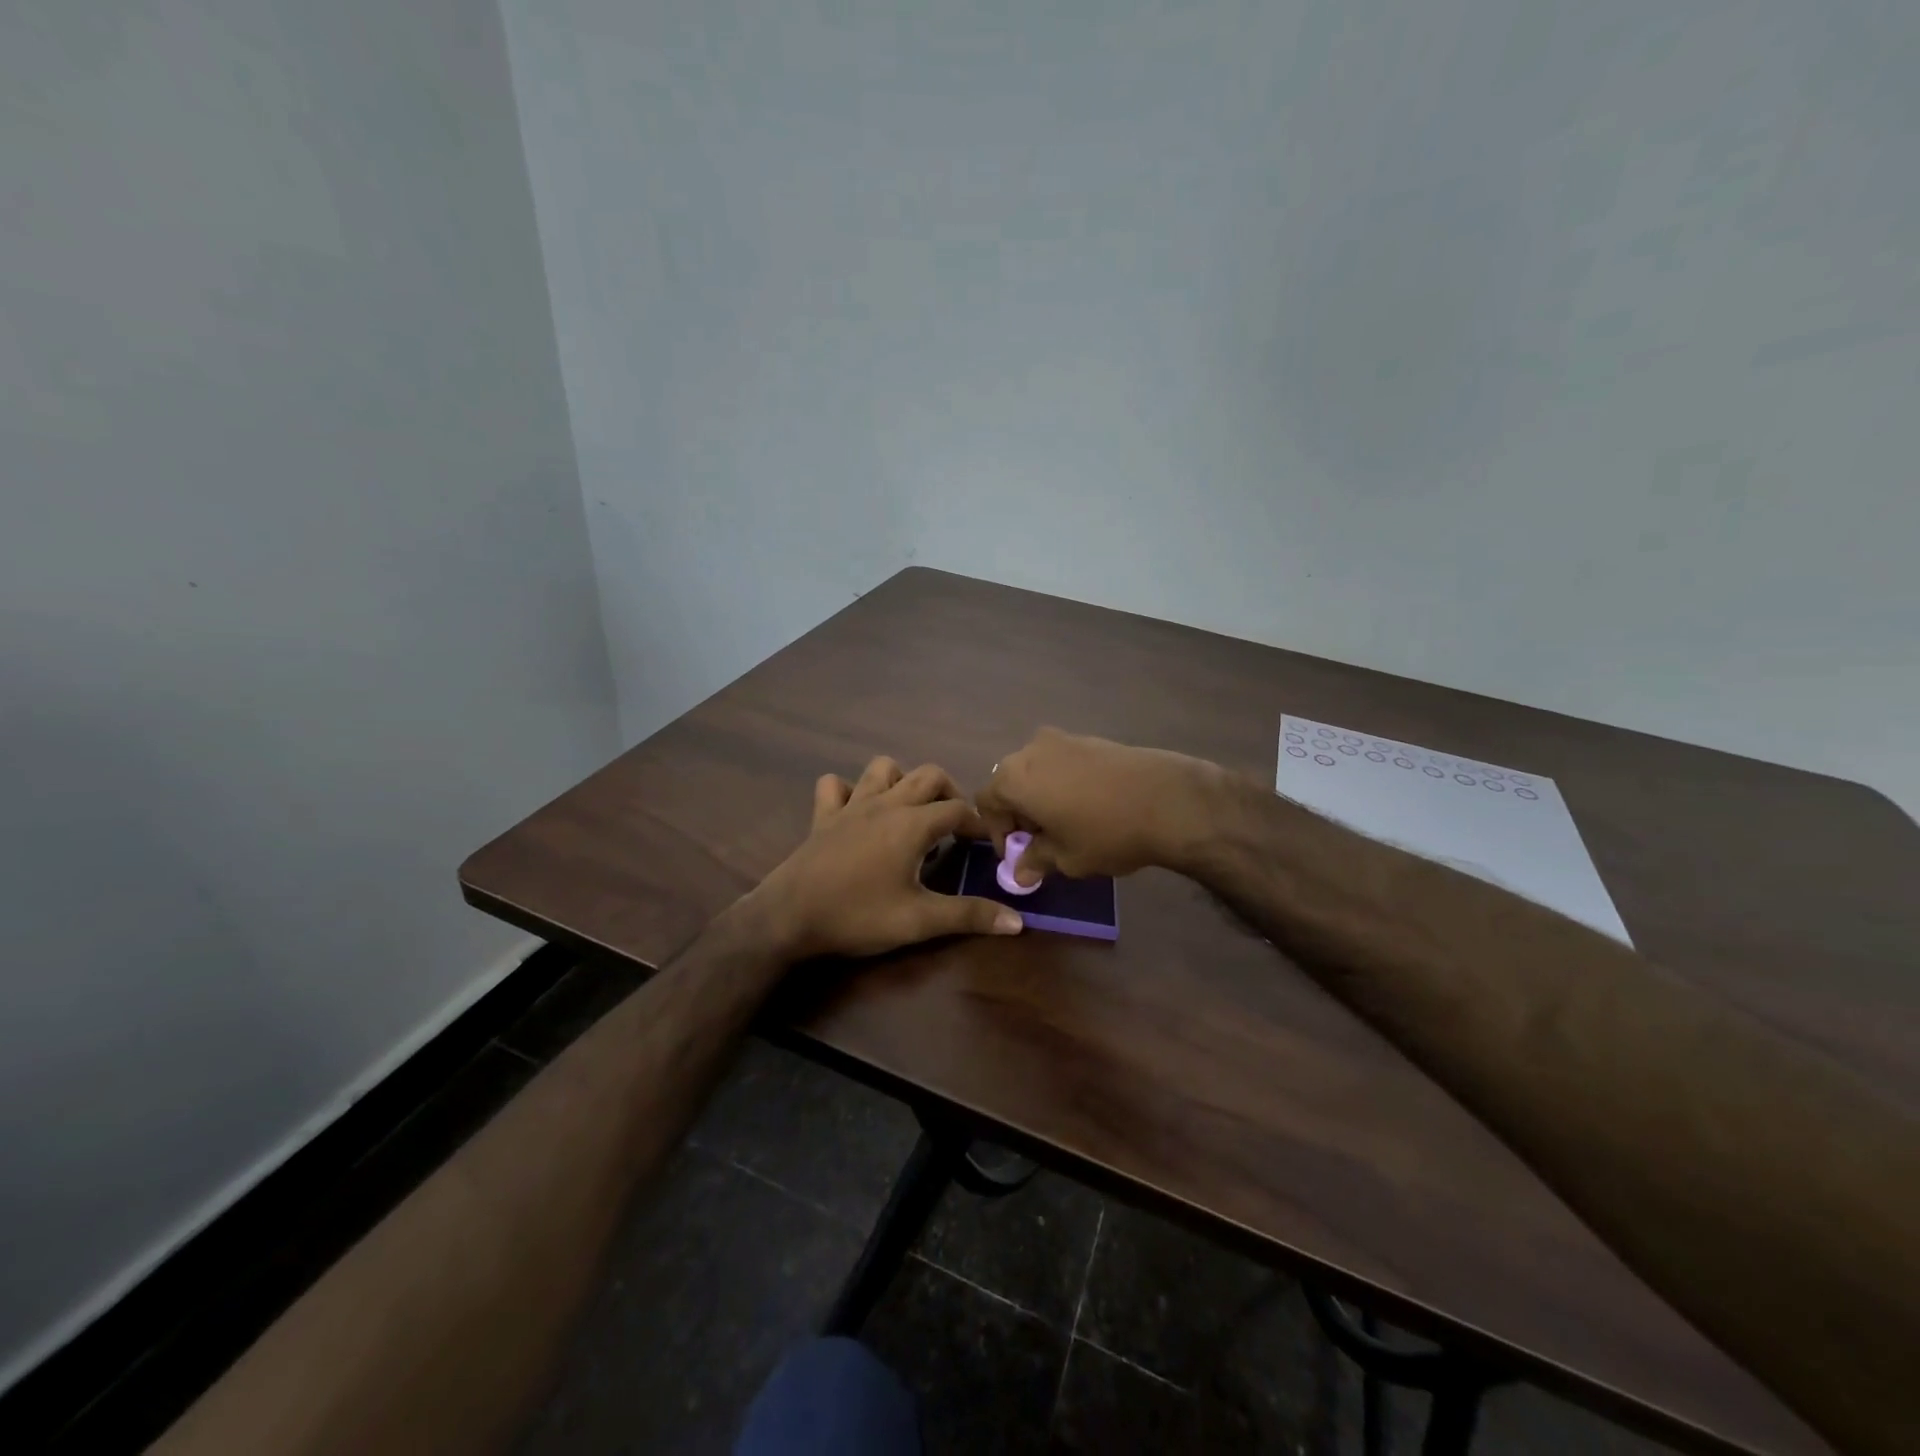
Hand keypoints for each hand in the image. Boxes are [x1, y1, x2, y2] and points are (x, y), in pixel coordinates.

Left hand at [751, 757, 1025, 959]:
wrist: (789, 916)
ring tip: (911, 810)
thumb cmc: (858, 916)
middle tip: (955, 825)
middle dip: (950, 792)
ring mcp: (851, 805)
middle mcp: (886, 803)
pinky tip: (857, 812)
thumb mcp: (919, 921)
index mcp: (912, 824)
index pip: (959, 810)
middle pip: (928, 775)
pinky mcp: (823, 816)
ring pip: (883, 767)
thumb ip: (969, 916)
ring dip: (902, 780)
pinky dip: (849, 790)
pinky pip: (835, 786)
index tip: (988, 846)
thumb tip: (1018, 922)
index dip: (979, 824)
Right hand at [975, 727, 1218, 885]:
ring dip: (1041, 796)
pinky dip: (1063, 783)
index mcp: (1014, 778)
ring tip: (1066, 823)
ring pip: (1037, 770)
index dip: (997, 832)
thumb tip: (1020, 872)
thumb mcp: (1066, 858)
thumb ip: (1036, 861)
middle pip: (1010, 782)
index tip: (1018, 854)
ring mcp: (1062, 739)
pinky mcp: (1090, 738)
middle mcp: (1030, 751)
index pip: (987, 803)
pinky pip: (1062, 762)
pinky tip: (1089, 805)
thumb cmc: (1105, 832)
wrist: (1167, 800)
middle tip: (1040, 840)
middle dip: (1019, 812)